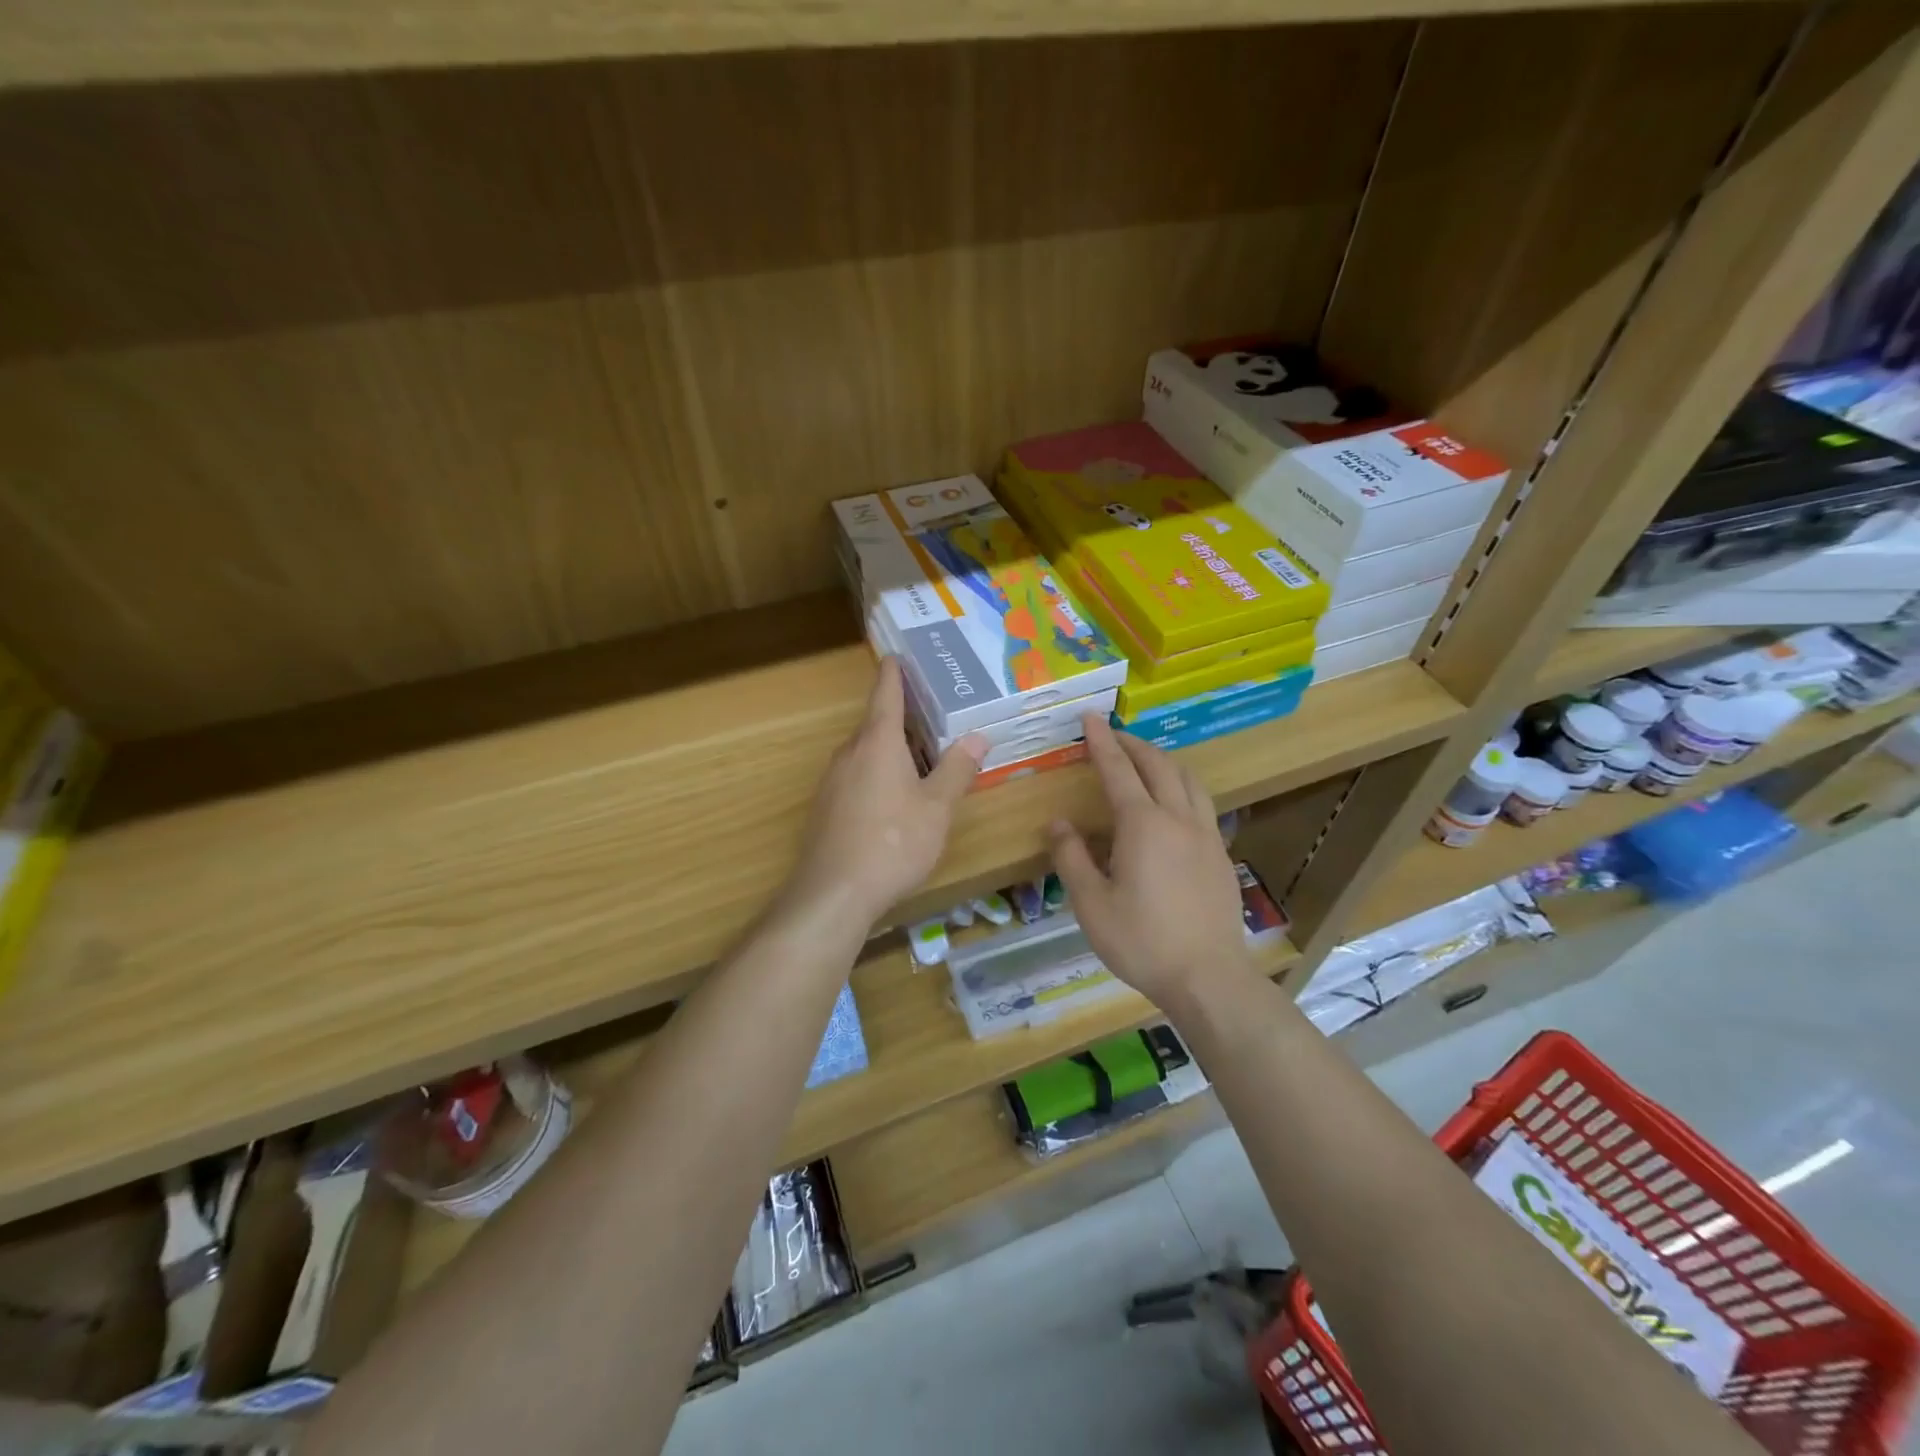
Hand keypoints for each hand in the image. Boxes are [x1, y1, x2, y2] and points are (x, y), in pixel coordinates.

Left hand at [783, 657, 984, 924]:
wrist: (834, 893)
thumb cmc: (893, 842)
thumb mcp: (937, 808)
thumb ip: (957, 769)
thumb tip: (978, 736)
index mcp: (878, 742)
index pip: (886, 694)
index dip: (894, 673)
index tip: (897, 655)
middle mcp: (850, 753)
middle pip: (876, 724)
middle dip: (903, 717)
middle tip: (934, 712)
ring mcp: (833, 781)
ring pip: (866, 753)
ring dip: (892, 749)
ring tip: (922, 755)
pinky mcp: (826, 808)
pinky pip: (857, 777)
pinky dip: (878, 774)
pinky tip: (896, 797)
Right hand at [1049, 717, 1252, 1008]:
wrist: (1208, 977)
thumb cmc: (1142, 941)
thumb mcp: (1091, 904)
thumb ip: (1072, 857)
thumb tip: (1058, 823)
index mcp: (1143, 825)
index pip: (1118, 769)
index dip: (1101, 741)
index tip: (1090, 717)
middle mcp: (1177, 819)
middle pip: (1158, 765)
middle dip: (1133, 743)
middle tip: (1112, 734)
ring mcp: (1205, 835)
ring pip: (1188, 780)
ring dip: (1163, 761)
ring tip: (1144, 761)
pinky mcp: (1220, 854)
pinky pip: (1201, 803)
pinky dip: (1181, 786)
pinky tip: (1173, 804)